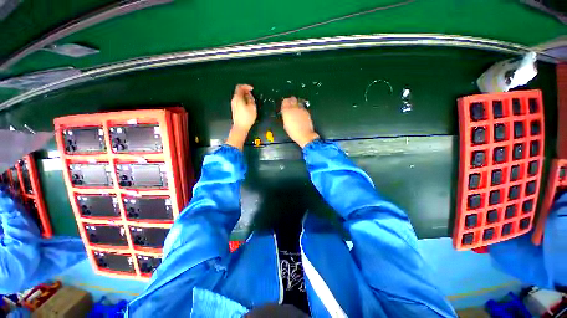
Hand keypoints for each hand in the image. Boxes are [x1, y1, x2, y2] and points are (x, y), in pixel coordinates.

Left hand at [226, 84, 255, 149]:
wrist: (240, 127)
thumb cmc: (247, 118)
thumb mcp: (252, 107)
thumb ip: (251, 98)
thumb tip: (249, 95)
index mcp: (237, 98)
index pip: (240, 87)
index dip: (246, 86)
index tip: (252, 89)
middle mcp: (234, 100)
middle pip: (239, 92)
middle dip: (246, 91)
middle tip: (252, 95)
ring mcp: (233, 105)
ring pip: (239, 97)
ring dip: (245, 96)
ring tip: (251, 101)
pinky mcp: (234, 109)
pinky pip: (239, 101)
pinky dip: (243, 100)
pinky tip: (248, 106)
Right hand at [281, 97, 319, 147]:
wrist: (305, 135)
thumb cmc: (294, 132)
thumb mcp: (286, 125)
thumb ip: (286, 116)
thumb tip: (286, 113)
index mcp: (287, 111)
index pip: (285, 101)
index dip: (284, 103)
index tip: (284, 105)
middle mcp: (294, 108)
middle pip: (292, 99)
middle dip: (290, 101)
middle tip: (290, 105)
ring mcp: (301, 109)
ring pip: (298, 102)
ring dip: (296, 104)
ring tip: (295, 109)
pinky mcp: (306, 111)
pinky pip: (302, 107)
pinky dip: (300, 109)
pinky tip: (300, 114)